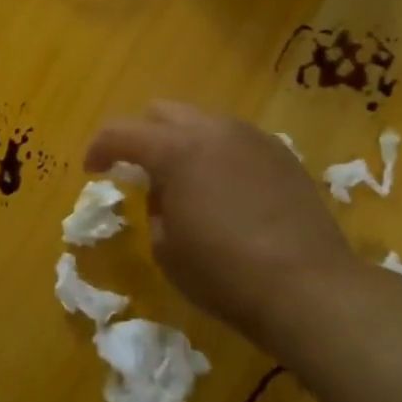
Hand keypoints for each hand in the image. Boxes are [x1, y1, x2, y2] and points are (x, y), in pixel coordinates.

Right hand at [85, 102, 358, 349]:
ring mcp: (253, 139)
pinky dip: (216, 154)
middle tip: (137, 169)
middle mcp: (214, 130)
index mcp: (176, 150)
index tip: (93, 169)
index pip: (121, 132)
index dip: (99, 148)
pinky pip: (235, 141)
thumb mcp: (166, 247)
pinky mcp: (282, 156)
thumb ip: (155, 206)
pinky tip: (223, 189)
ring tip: (184, 180)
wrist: (309, 288)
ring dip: (182, 142)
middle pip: (163, 112)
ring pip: (202, 122)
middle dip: (142, 135)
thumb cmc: (224, 273)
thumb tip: (164, 190)